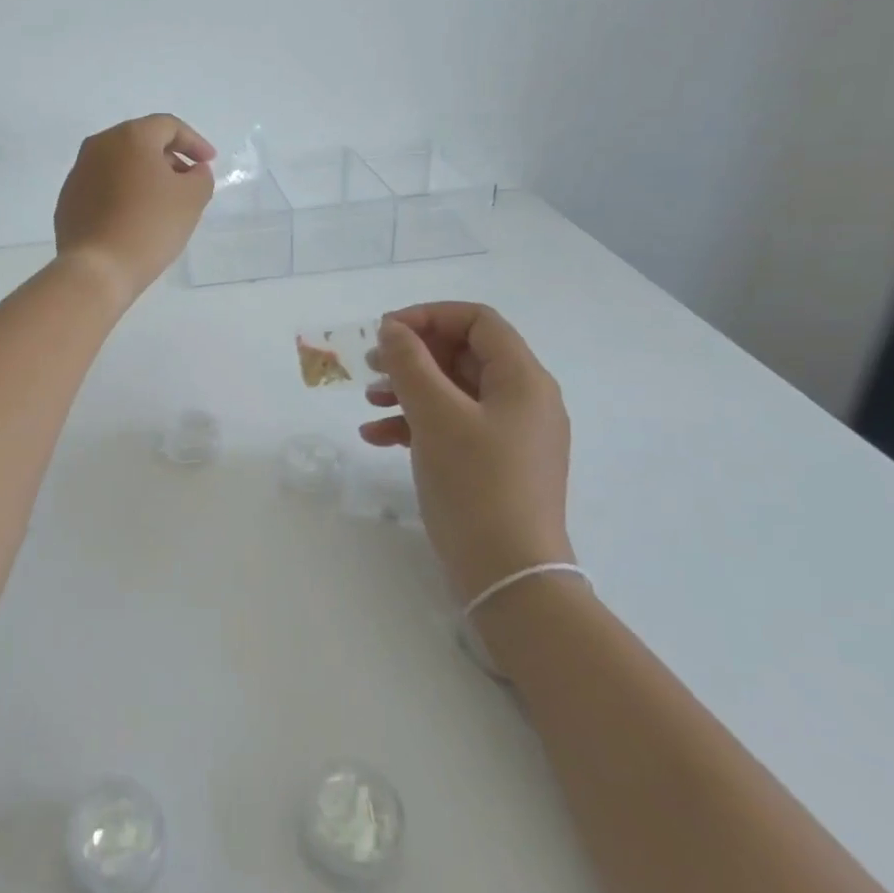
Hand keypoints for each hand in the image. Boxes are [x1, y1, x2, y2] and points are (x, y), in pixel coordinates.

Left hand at [54, 115, 215, 305]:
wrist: (97, 269)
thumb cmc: (150, 226)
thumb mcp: (192, 199)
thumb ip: (201, 176)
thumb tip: (192, 171)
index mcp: (130, 137)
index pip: (168, 126)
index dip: (194, 142)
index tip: (209, 163)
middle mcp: (99, 146)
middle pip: (141, 142)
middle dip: (168, 158)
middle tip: (187, 181)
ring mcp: (78, 172)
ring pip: (119, 164)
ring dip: (144, 176)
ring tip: (162, 202)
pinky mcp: (68, 200)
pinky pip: (103, 187)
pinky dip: (122, 194)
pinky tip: (134, 218)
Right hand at [362, 303, 572, 602]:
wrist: (510, 576)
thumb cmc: (476, 484)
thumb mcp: (435, 416)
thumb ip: (410, 364)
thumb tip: (392, 329)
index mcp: (523, 379)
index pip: (477, 321)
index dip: (429, 316)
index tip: (386, 332)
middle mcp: (523, 400)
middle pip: (463, 354)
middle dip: (413, 356)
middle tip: (370, 365)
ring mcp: (511, 434)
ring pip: (454, 391)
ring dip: (409, 389)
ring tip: (369, 401)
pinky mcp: (496, 463)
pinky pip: (454, 426)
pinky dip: (417, 423)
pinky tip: (378, 437)